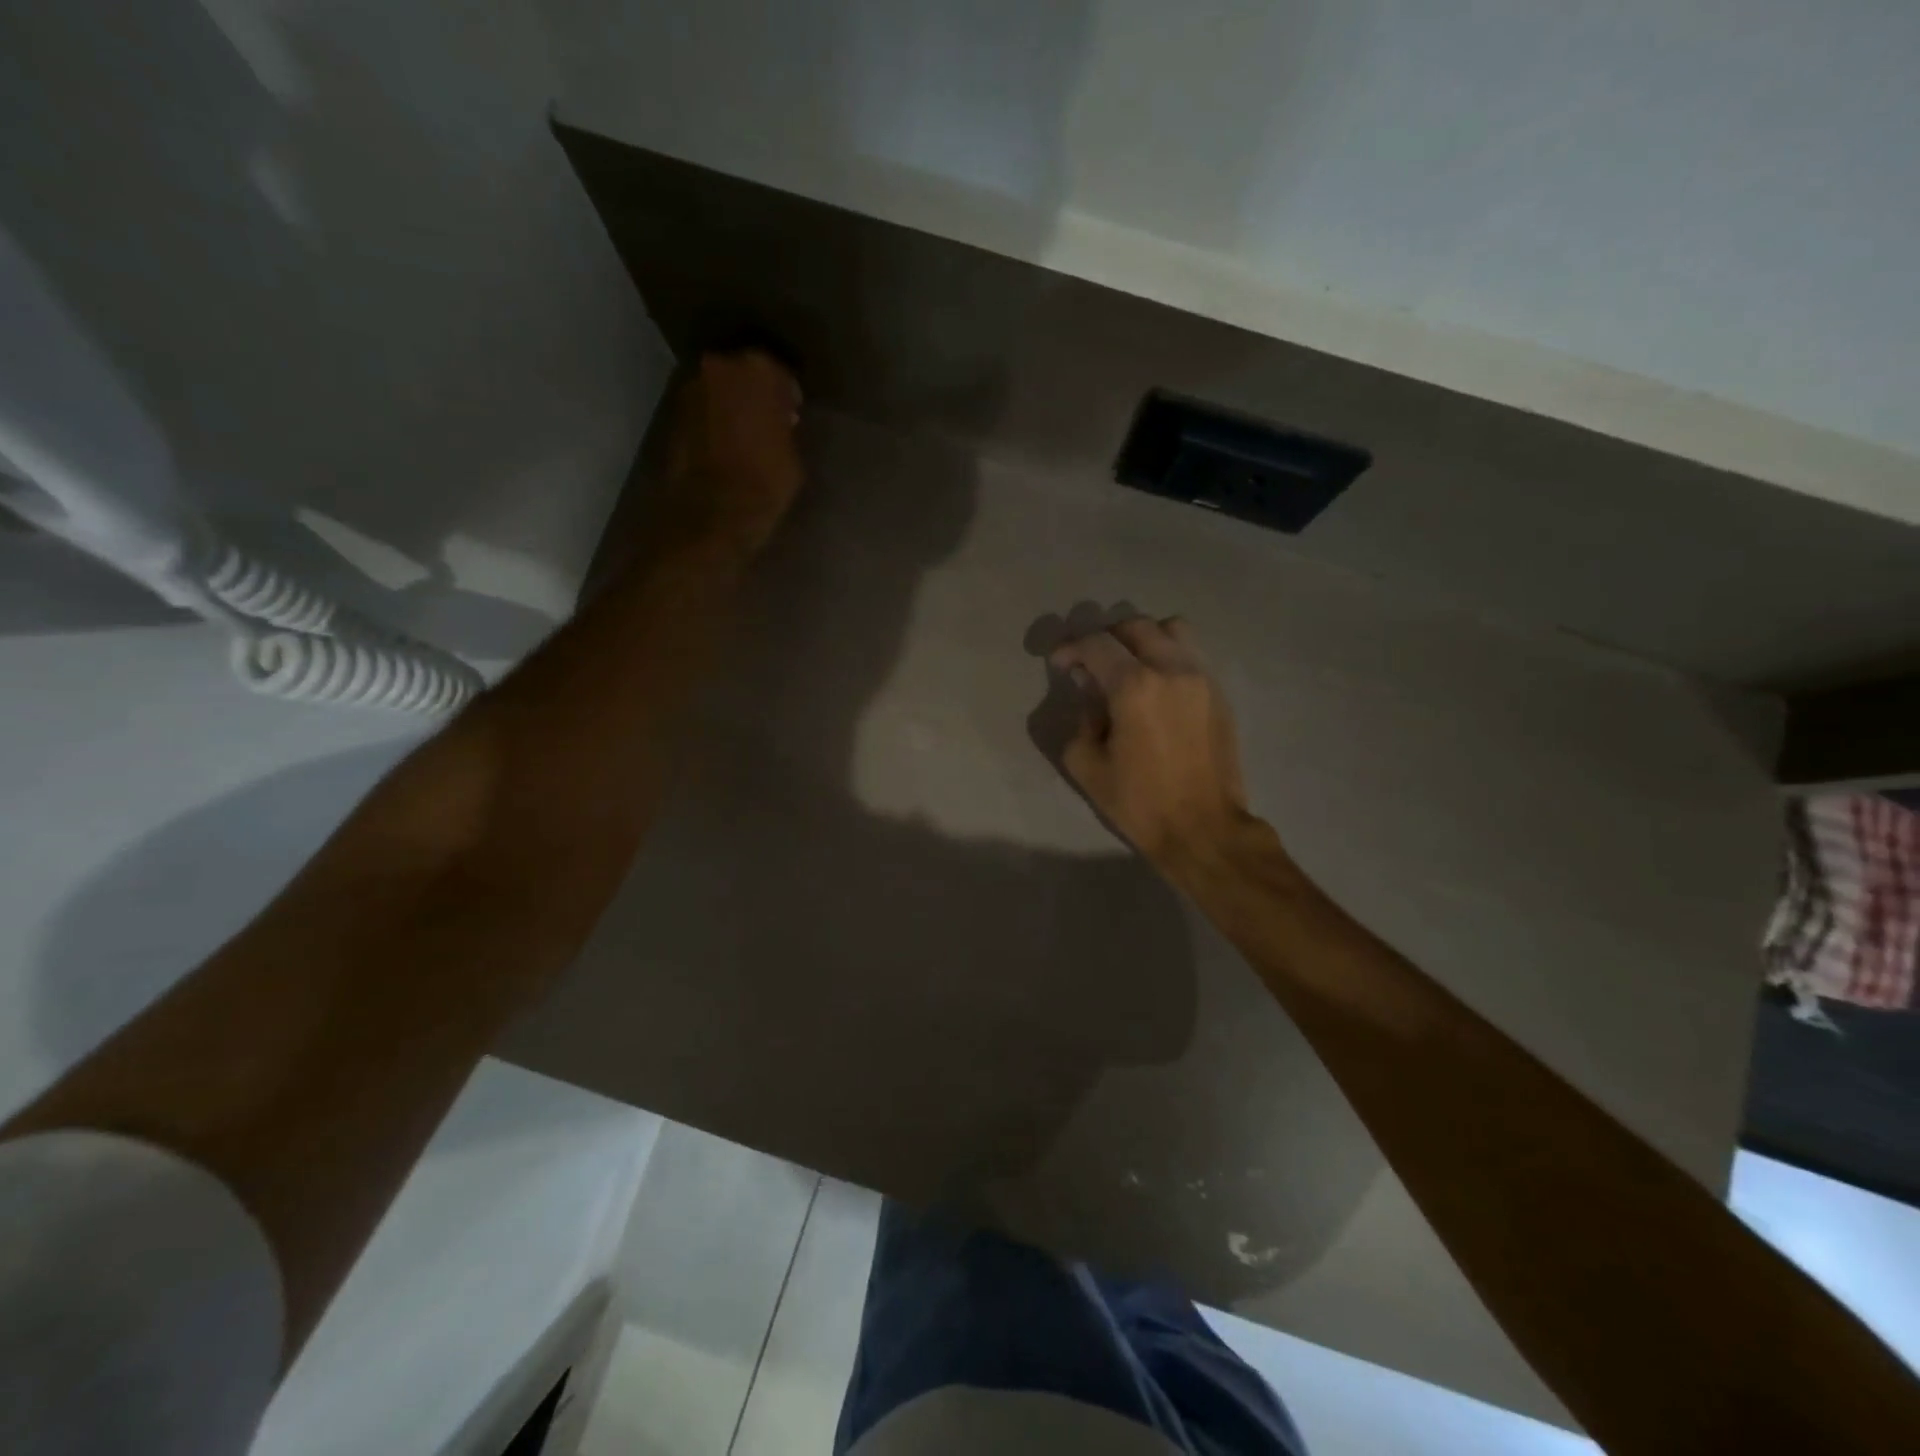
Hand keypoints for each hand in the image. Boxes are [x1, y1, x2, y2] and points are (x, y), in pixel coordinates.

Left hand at [662, 348, 804, 555]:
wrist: (715, 511)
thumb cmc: (766, 481)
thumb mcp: (792, 453)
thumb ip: (785, 426)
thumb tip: (781, 421)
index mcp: (757, 369)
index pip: (779, 371)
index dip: (788, 393)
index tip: (793, 412)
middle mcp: (719, 367)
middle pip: (743, 373)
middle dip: (756, 393)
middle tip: (769, 420)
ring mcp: (691, 390)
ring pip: (720, 390)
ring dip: (732, 406)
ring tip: (746, 435)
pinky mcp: (674, 415)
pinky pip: (704, 412)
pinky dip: (714, 422)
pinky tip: (727, 445)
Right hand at [1048, 615, 1252, 866]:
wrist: (1204, 829)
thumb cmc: (1139, 802)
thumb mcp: (1087, 765)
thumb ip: (1081, 718)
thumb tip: (1091, 693)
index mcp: (1135, 686)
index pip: (1097, 644)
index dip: (1071, 648)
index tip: (1059, 664)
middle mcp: (1172, 669)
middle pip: (1135, 626)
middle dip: (1106, 638)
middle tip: (1091, 663)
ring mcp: (1202, 678)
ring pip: (1172, 630)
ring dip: (1143, 639)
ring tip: (1129, 666)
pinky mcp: (1219, 694)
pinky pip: (1191, 655)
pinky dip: (1168, 656)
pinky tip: (1156, 688)